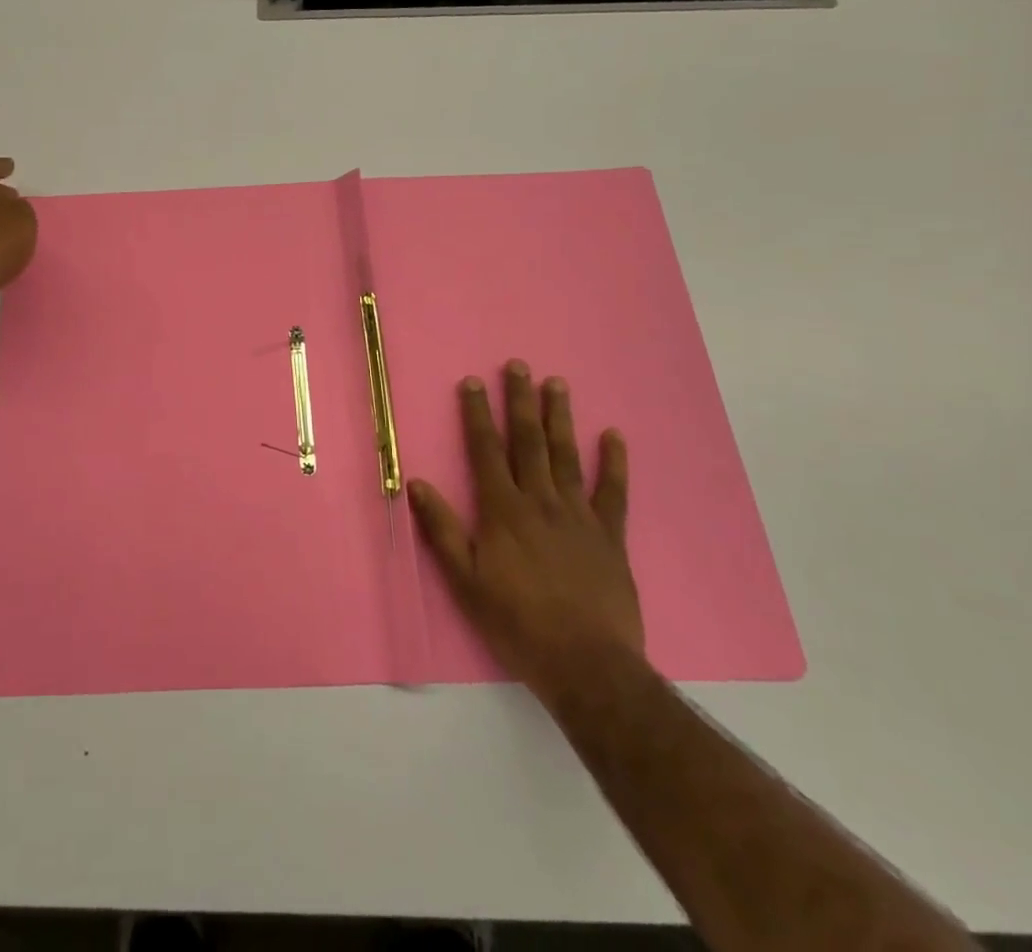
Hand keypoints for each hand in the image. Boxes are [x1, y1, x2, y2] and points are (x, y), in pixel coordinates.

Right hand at [409, 361, 641, 702]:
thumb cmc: (517, 624)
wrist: (587, 665)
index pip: (486, 450)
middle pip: (528, 441)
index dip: (477, 414)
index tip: (473, 382)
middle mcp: (540, 501)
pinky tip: (614, 436)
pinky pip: (613, 492)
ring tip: (557, 384)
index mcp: (503, 511)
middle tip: (518, 365)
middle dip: (520, 401)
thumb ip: (442, 530)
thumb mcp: (466, 582)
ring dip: (560, 417)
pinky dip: (614, 463)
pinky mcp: (610, 536)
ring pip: (567, 456)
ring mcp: (579, 516)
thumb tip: (418, 483)